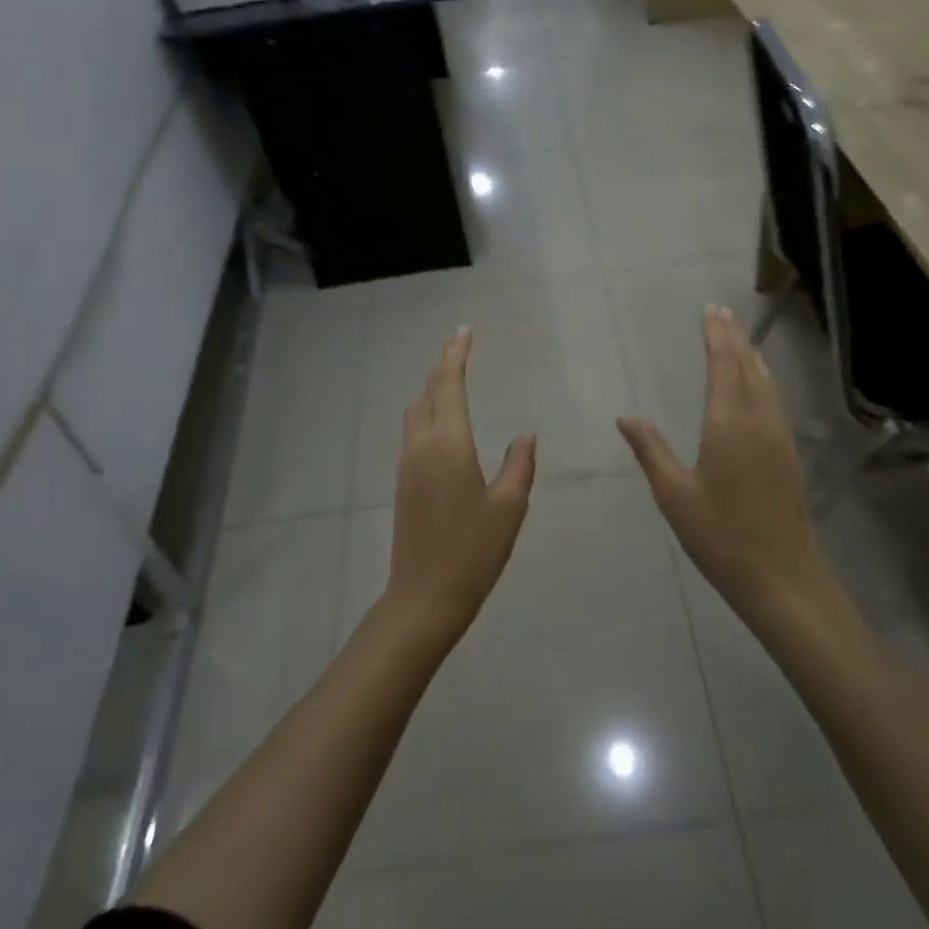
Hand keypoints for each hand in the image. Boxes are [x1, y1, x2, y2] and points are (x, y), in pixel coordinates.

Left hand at [386, 328, 536, 636]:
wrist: (424, 596)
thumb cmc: (473, 551)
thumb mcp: (509, 508)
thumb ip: (518, 465)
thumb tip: (525, 435)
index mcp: (448, 444)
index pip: (449, 385)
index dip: (456, 355)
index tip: (464, 331)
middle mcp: (421, 446)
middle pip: (428, 392)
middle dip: (442, 365)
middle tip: (458, 344)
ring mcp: (407, 465)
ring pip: (415, 412)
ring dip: (431, 389)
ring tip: (451, 378)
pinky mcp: (403, 483)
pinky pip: (413, 432)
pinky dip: (427, 413)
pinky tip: (441, 422)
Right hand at [618, 306, 831, 625]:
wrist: (782, 577)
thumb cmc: (720, 536)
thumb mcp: (675, 495)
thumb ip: (651, 451)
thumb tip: (626, 417)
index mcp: (729, 424)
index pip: (723, 366)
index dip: (716, 336)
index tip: (709, 310)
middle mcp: (759, 421)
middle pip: (748, 367)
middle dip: (734, 337)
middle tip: (721, 312)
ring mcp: (779, 437)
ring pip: (766, 383)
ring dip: (751, 356)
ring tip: (739, 338)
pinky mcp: (788, 455)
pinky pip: (774, 400)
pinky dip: (762, 379)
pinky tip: (758, 385)